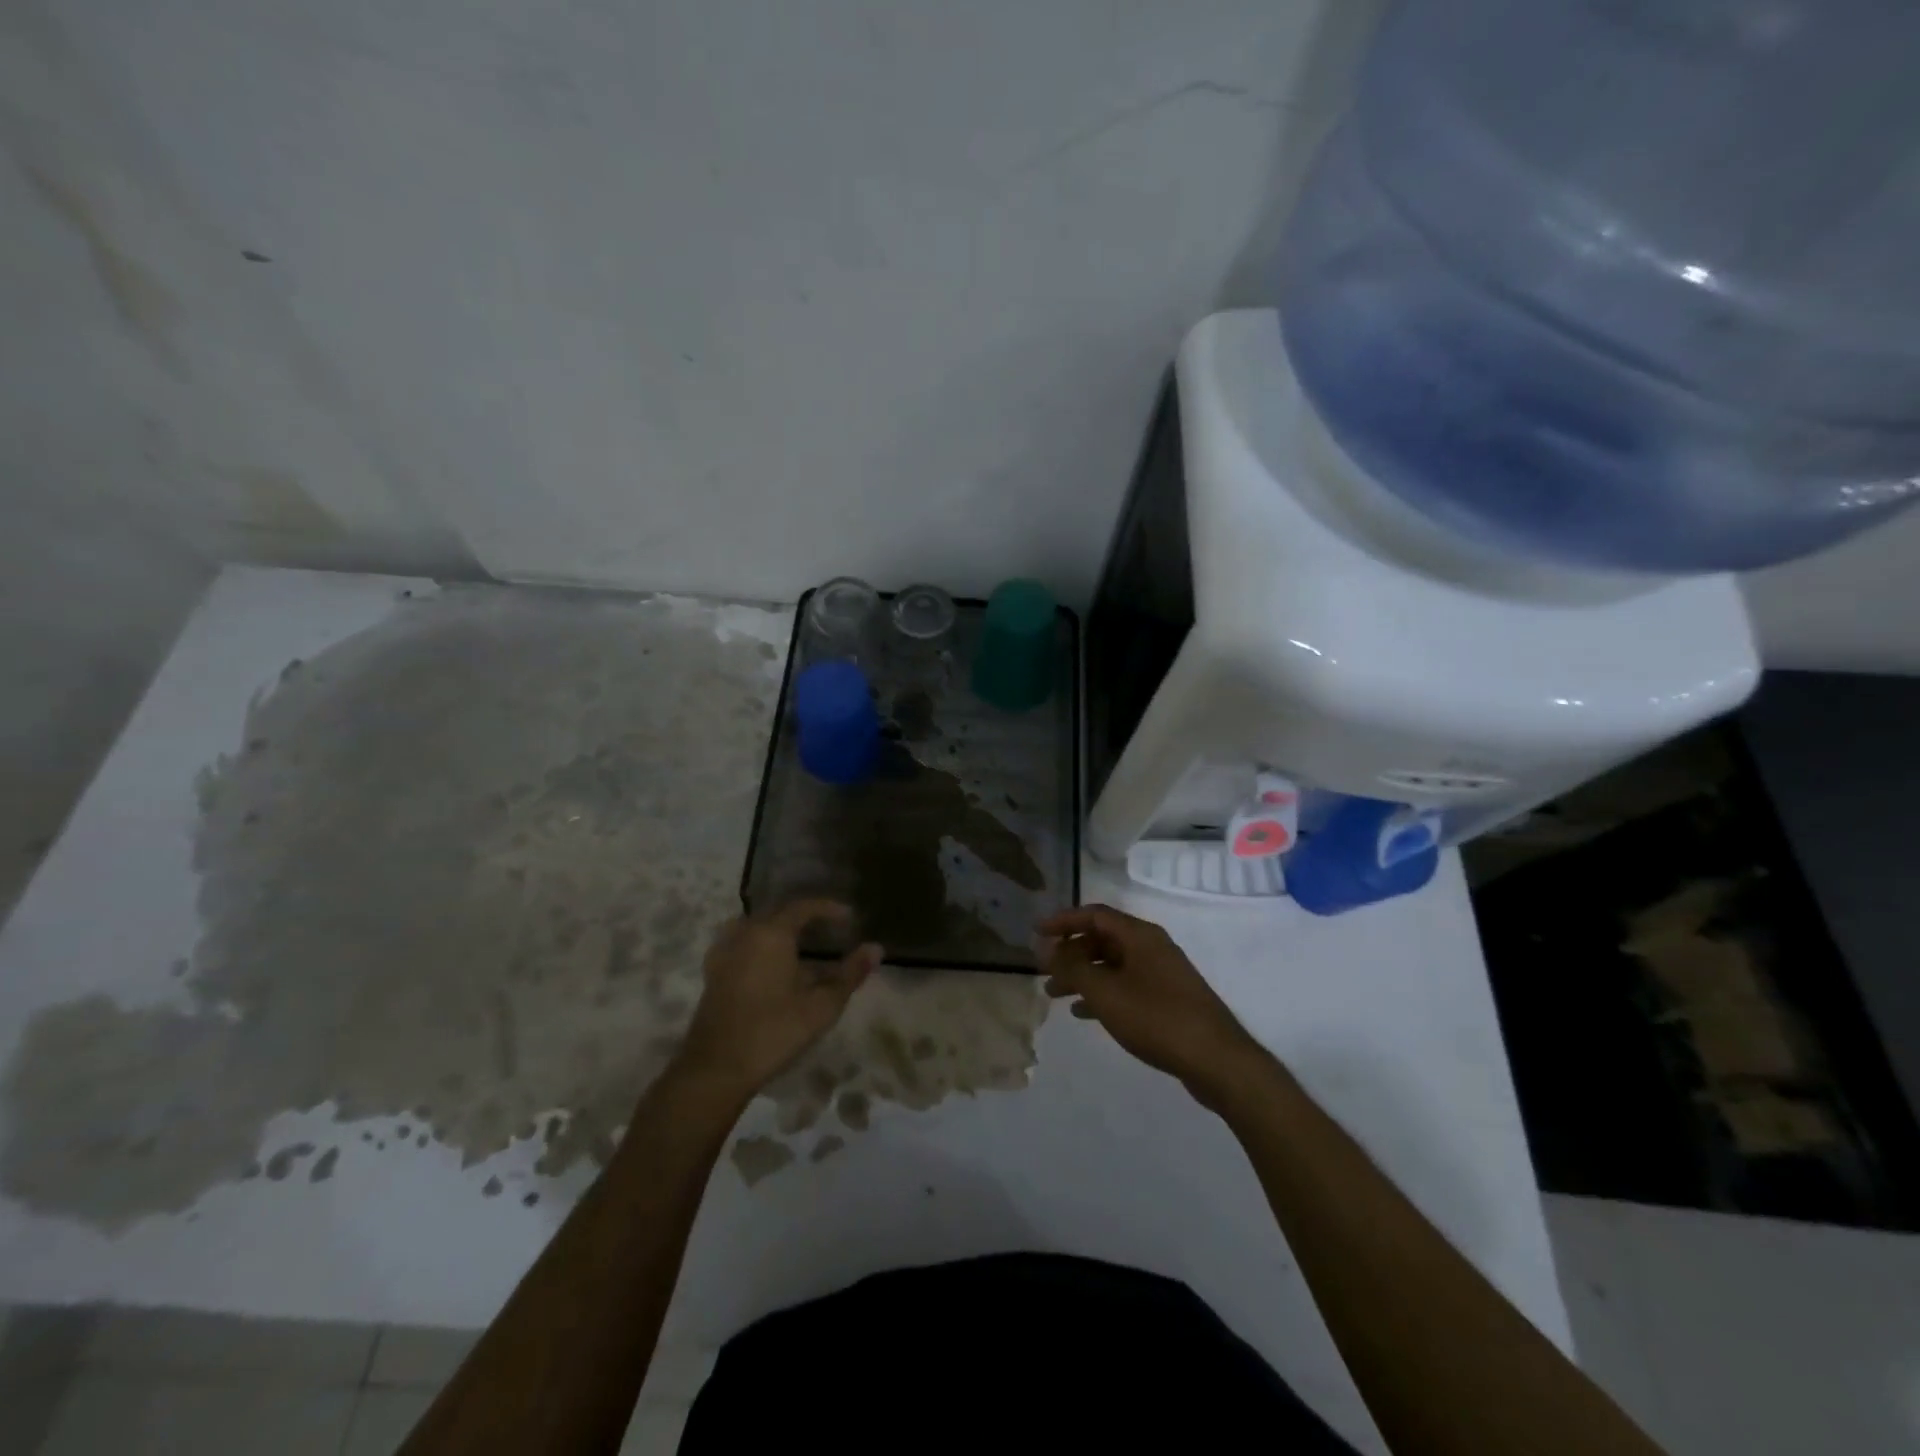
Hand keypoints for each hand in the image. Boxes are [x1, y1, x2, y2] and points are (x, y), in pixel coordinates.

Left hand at [675, 901, 880, 1099]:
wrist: (716, 1068)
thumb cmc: (774, 1031)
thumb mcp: (822, 1005)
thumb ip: (850, 974)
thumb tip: (876, 948)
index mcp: (771, 934)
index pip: (803, 907)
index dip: (828, 908)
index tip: (849, 917)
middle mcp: (745, 933)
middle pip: (778, 914)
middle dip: (805, 917)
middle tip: (829, 930)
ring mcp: (724, 952)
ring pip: (756, 927)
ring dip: (779, 930)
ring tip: (800, 944)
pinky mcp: (713, 972)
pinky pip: (741, 943)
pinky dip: (760, 944)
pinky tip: (769, 964)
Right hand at [1040, 904, 1268, 1106]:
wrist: (1216, 1060)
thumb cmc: (1156, 1018)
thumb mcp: (1105, 992)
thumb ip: (1072, 967)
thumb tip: (1046, 947)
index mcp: (1139, 935)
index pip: (1094, 914)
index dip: (1062, 920)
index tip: (1036, 932)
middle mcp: (1151, 946)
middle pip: (1103, 938)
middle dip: (1070, 952)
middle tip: (1044, 970)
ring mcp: (1162, 972)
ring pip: (1112, 964)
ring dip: (1083, 975)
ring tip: (1055, 994)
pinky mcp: (1168, 998)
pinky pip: (1126, 984)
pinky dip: (1102, 992)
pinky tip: (1084, 1013)